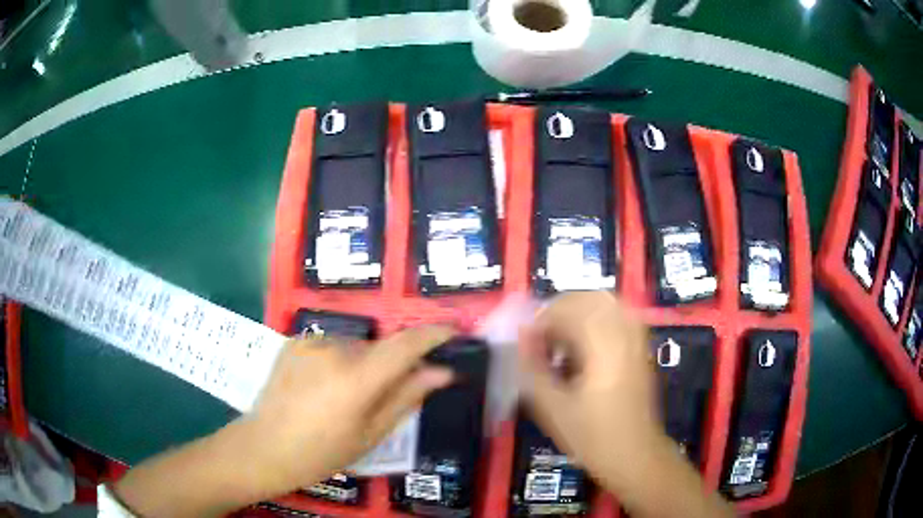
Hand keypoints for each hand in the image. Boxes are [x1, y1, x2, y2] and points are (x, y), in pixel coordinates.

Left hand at [237, 325, 455, 494]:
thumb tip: (442, 372)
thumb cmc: (322, 452)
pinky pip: (331, 346)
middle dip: (390, 366)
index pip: (406, 344)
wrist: (264, 447)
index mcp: (357, 378)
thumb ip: (406, 397)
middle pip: (379, 348)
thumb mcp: (371, 434)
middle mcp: (335, 349)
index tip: (454, 329)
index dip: (434, 333)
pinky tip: (321, 388)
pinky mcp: (294, 341)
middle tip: (382, 397)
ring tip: (344, 398)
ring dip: (362, 365)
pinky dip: (338, 362)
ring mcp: (311, 342)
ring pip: (355, 348)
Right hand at [517, 292, 656, 476]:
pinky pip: (617, 318)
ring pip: (606, 304)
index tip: (525, 340)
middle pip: (591, 298)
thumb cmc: (593, 437)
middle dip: (560, 310)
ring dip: (578, 314)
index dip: (542, 319)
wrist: (636, 456)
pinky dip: (595, 322)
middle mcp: (625, 335)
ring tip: (560, 341)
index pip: (570, 309)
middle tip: (542, 336)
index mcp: (604, 348)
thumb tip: (520, 337)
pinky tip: (581, 349)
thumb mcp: (553, 409)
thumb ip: (533, 369)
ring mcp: (637, 340)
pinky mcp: (641, 349)